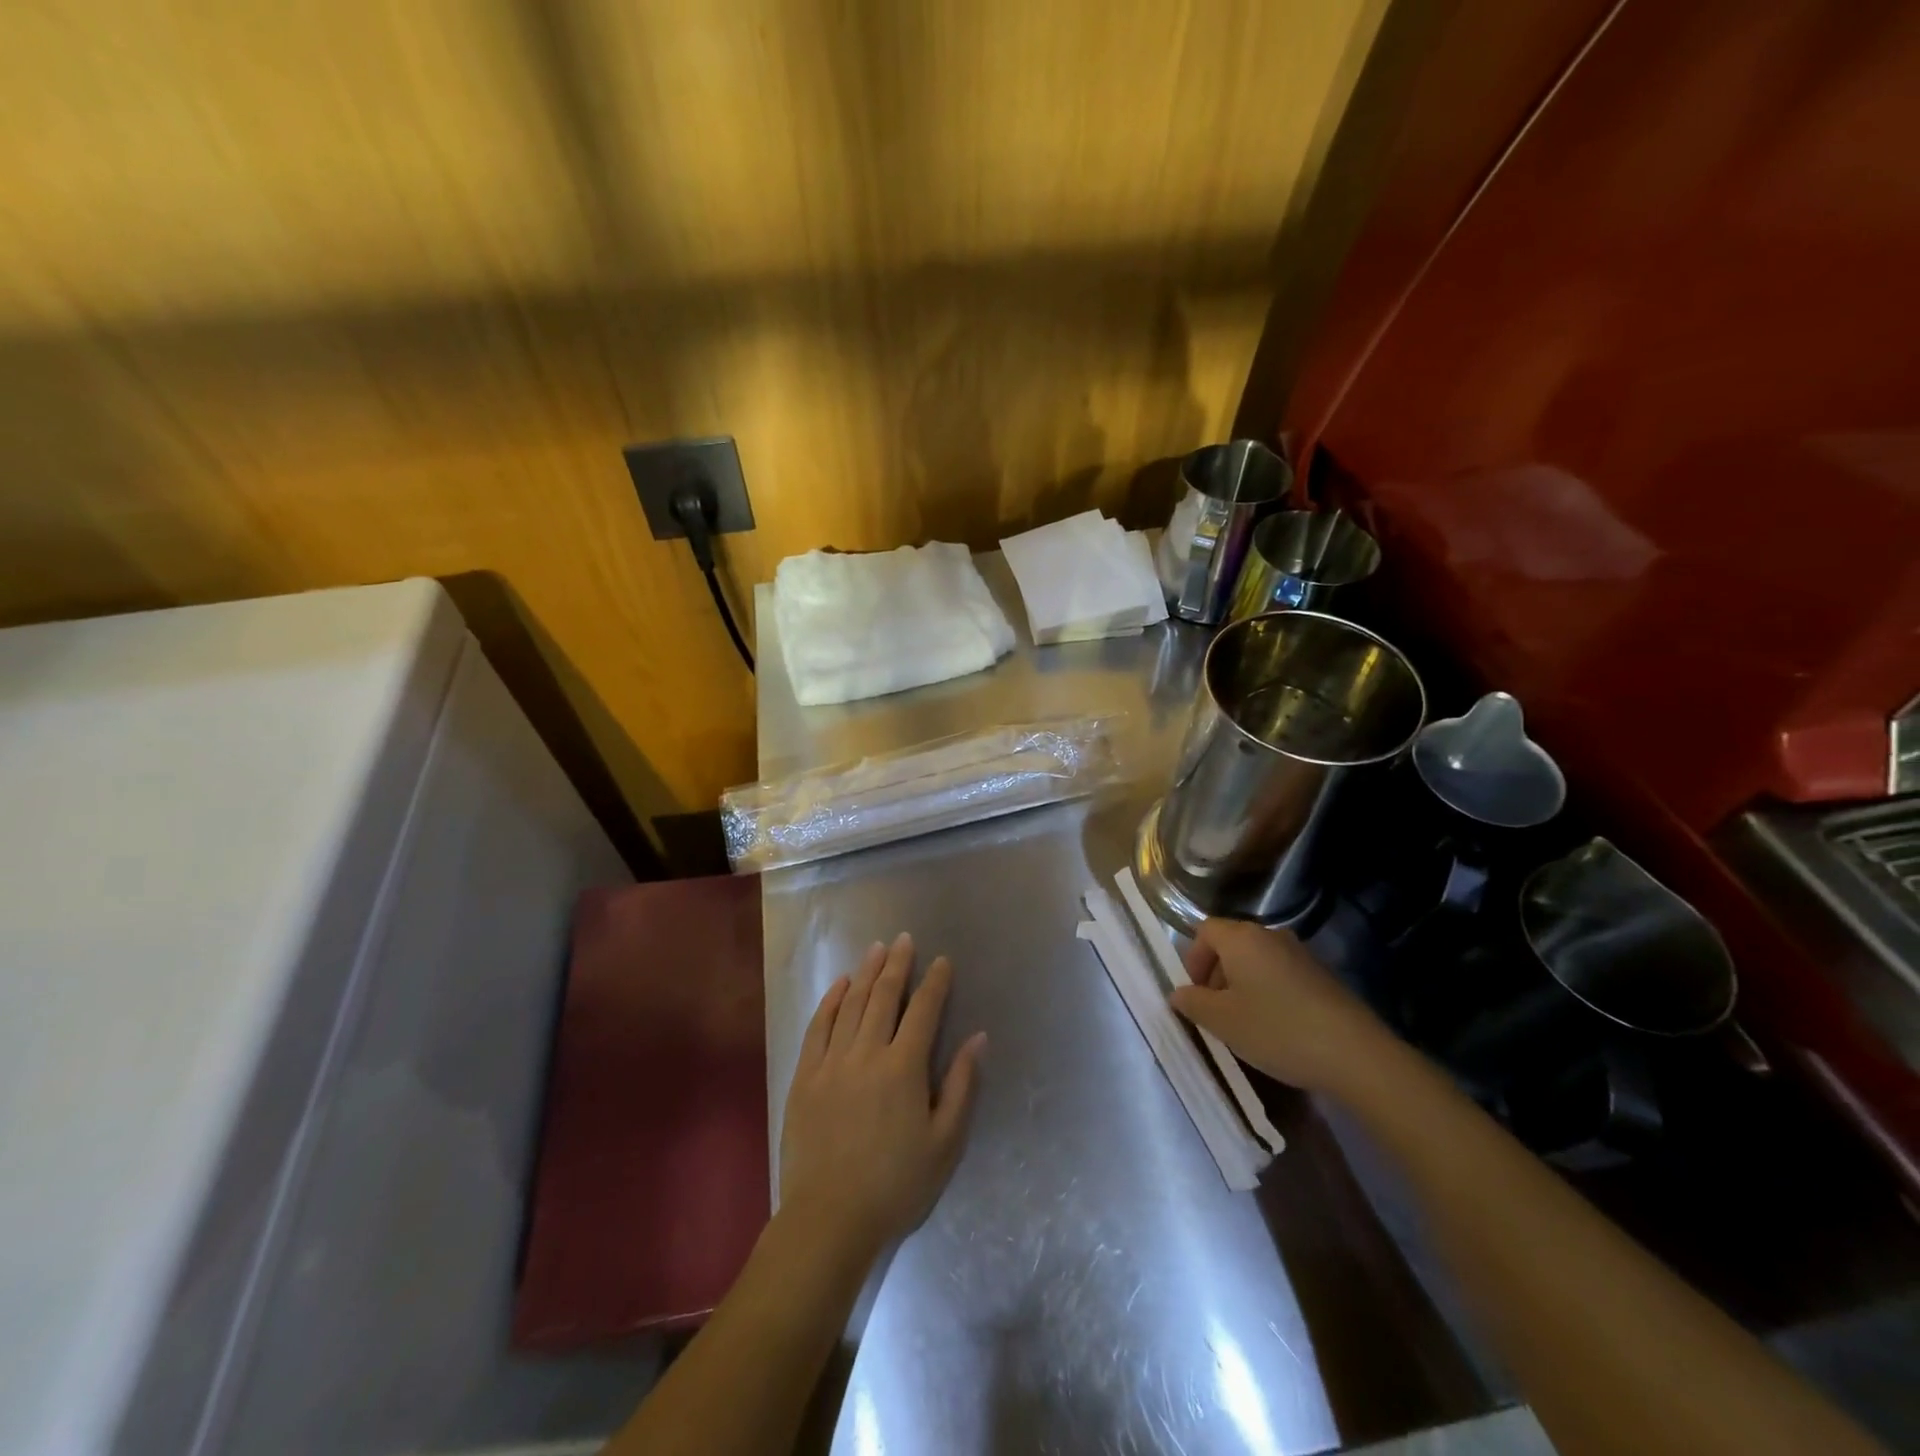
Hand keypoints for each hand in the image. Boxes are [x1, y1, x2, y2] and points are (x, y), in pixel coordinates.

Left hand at [779, 933, 985, 1260]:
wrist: (829, 1219)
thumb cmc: (896, 1185)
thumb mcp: (945, 1143)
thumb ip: (961, 1085)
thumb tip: (978, 1038)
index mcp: (904, 1068)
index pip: (924, 1011)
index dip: (935, 982)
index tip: (942, 961)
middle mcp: (867, 1053)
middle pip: (884, 996)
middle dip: (897, 964)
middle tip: (904, 939)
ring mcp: (831, 1062)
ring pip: (851, 1004)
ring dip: (865, 973)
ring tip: (876, 949)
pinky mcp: (804, 1076)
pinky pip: (818, 1026)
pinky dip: (830, 1001)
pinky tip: (839, 985)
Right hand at [1169, 918, 1392, 1093]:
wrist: (1355, 1055)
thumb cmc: (1277, 1030)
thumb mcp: (1222, 1022)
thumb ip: (1192, 1003)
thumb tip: (1178, 993)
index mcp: (1241, 938)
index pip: (1204, 930)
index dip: (1192, 959)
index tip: (1195, 994)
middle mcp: (1270, 935)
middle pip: (1231, 943)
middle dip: (1216, 973)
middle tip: (1215, 1011)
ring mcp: (1300, 953)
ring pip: (1256, 960)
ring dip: (1242, 984)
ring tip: (1245, 1022)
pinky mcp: (1322, 975)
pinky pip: (1281, 974)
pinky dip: (1268, 991)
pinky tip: (1276, 1026)